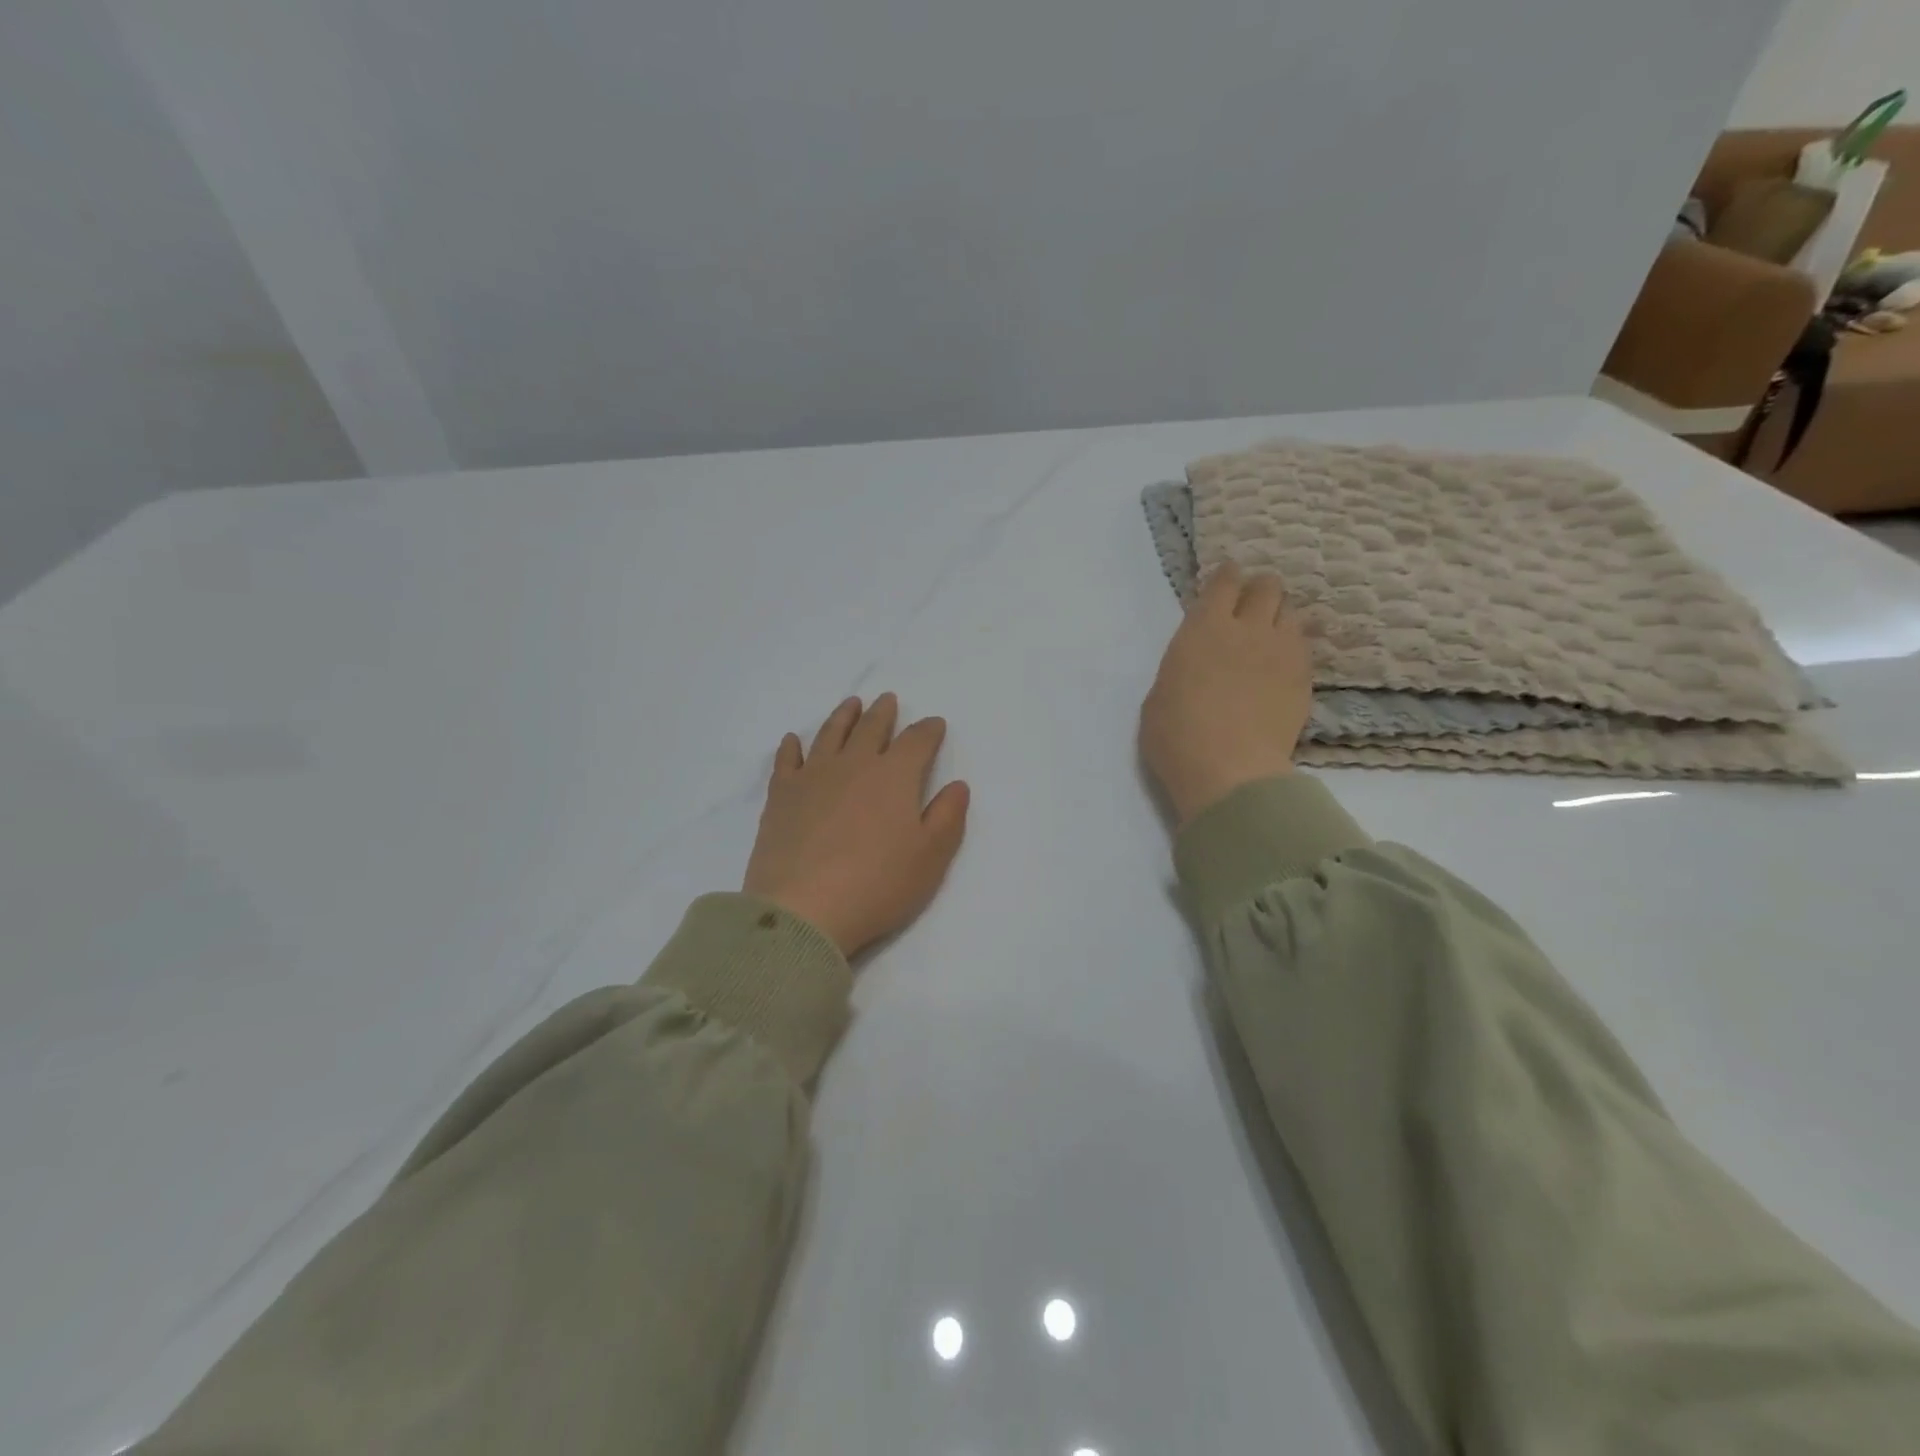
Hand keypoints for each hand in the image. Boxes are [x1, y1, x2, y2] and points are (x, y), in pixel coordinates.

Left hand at [743, 694, 970, 956]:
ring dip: (843, 716)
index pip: (916, 741)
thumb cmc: (877, 885)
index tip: (934, 724)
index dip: (928, 730)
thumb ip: (947, 817)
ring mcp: (813, 776)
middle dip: (883, 713)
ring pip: (830, 734)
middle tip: (888, 700)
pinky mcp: (780, 795)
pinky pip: (787, 760)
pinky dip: (791, 747)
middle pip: (871, 728)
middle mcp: (854, 765)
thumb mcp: (930, 857)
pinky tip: (793, 741)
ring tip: (851, 704)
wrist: (803, 909)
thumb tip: (957, 785)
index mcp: (894, 776)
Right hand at [1140, 562, 1312, 824]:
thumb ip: (1182, 667)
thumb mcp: (1160, 694)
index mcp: (1204, 628)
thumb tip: (1196, 666)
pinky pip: (1304, 647)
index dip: (1227, 577)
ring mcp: (1283, 652)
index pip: (1225, 582)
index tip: (1227, 579)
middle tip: (1250, 605)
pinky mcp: (1305, 679)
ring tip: (1270, 634)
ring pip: (1292, 613)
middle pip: (1267, 587)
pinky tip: (1283, 664)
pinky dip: (1294, 647)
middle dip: (1259, 590)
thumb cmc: (1176, 736)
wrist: (1229, 771)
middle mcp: (1248, 629)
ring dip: (1279, 617)